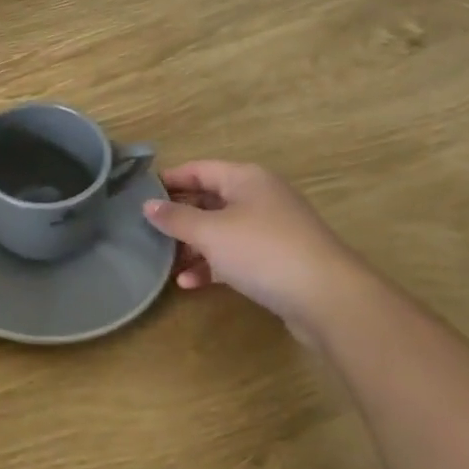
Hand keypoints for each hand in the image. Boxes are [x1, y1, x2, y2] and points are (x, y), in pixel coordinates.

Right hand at [142, 161, 367, 346]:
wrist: (330, 299)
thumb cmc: (263, 251)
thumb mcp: (210, 232)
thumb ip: (176, 218)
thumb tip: (147, 205)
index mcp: (246, 179)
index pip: (198, 169)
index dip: (168, 180)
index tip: (138, 194)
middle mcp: (260, 198)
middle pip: (210, 199)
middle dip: (179, 217)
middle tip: (147, 231)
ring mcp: (272, 230)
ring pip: (222, 230)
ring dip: (194, 246)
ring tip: (165, 262)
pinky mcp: (279, 261)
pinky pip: (237, 255)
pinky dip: (214, 265)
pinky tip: (190, 284)